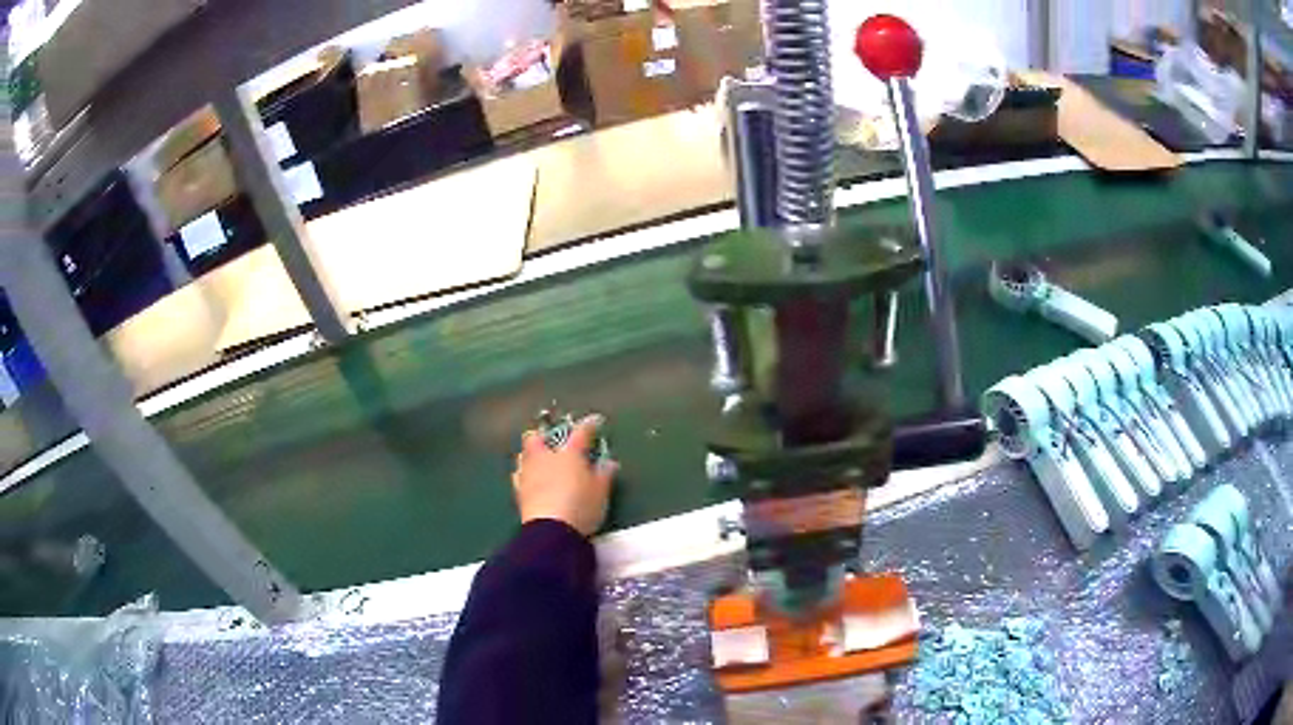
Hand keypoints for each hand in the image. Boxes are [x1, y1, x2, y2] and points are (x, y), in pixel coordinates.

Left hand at [513, 415, 617, 536]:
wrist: (551, 530)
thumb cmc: (581, 506)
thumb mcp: (601, 492)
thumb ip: (604, 475)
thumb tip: (609, 463)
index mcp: (569, 453)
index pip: (581, 433)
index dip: (589, 425)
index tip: (595, 421)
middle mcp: (545, 458)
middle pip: (537, 437)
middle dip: (544, 435)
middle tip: (553, 440)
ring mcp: (528, 473)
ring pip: (524, 454)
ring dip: (531, 453)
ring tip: (540, 458)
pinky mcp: (519, 491)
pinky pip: (519, 474)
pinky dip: (525, 473)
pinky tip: (530, 479)